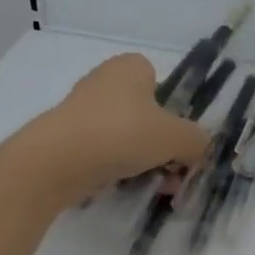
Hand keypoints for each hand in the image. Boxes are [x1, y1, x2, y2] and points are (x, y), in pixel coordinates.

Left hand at [26, 53, 212, 203]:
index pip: (162, 84)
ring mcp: (80, 108)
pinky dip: (113, 167)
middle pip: (146, 114)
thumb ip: (197, 141)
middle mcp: (104, 79)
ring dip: (141, 160)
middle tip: (171, 173)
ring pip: (124, 135)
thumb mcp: (176, 138)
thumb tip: (199, 148)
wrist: (55, 162)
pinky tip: (119, 187)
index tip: (178, 142)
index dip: (174, 114)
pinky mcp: (64, 136)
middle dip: (161, 145)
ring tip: (150, 187)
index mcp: (131, 66)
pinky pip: (100, 150)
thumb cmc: (122, 134)